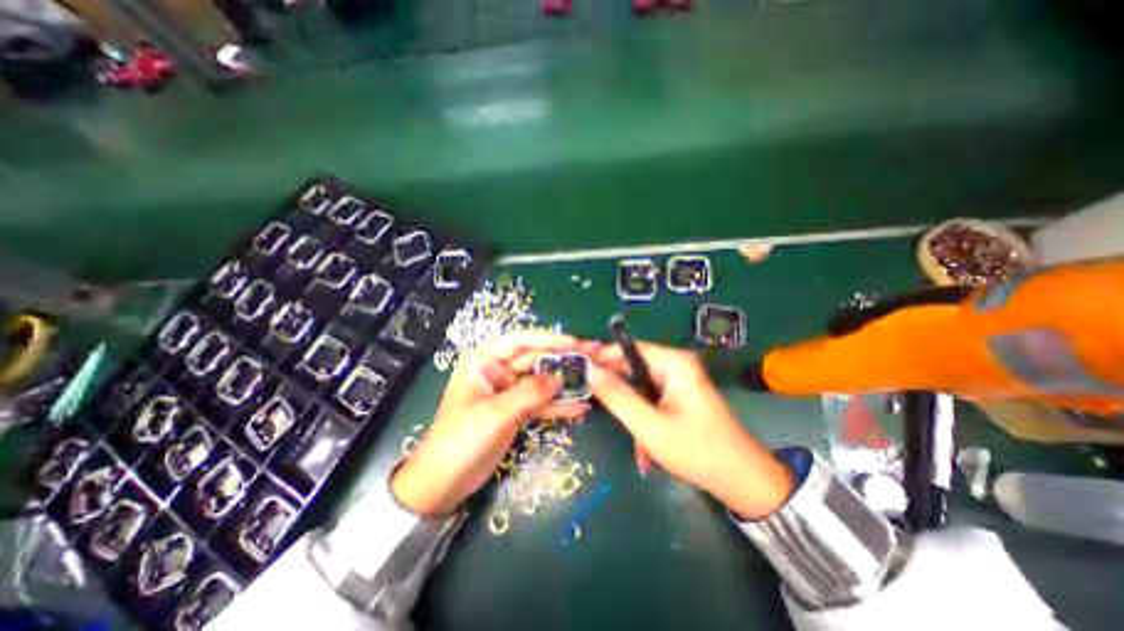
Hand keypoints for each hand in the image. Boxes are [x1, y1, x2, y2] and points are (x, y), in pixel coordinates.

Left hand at [392, 329, 589, 516]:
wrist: (444, 481)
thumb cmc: (460, 440)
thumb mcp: (494, 414)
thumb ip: (528, 393)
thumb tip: (558, 378)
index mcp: (485, 360)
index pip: (520, 341)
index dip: (548, 339)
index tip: (574, 342)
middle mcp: (499, 370)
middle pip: (536, 359)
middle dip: (563, 360)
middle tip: (592, 358)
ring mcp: (509, 391)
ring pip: (541, 381)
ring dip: (565, 382)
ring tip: (593, 380)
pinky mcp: (516, 410)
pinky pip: (541, 402)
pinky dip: (558, 405)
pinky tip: (580, 407)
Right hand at [591, 343, 794, 519]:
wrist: (743, 481)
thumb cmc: (696, 450)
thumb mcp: (649, 425)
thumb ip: (616, 395)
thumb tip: (589, 370)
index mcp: (673, 362)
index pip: (627, 348)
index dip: (601, 357)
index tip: (577, 370)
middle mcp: (676, 364)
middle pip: (632, 366)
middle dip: (615, 389)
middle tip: (593, 405)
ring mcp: (679, 380)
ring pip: (639, 385)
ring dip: (629, 408)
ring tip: (626, 433)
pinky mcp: (679, 395)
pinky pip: (650, 397)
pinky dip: (642, 415)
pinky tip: (643, 442)